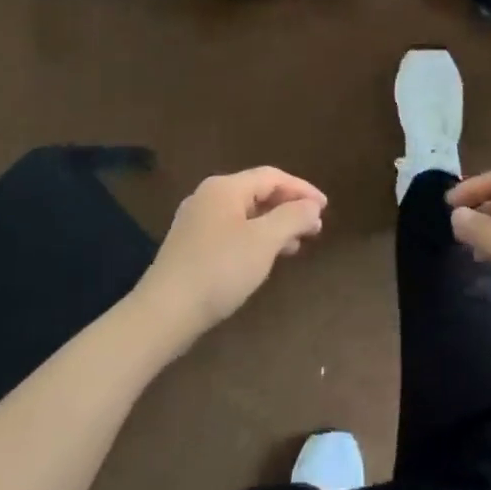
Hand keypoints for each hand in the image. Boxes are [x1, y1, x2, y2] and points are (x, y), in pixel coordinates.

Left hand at [134, 169, 325, 343]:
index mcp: (225, 187)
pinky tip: (265, 258)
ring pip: (245, 214)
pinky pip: (232, 231)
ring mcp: (196, 221)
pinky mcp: (190, 246)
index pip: (272, 177)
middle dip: (289, 208)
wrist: (164, 312)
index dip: (302, 190)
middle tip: (315, 228)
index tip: (325, 208)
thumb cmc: (220, 269)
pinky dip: (255, 238)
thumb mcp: (264, 241)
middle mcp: (208, 197)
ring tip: (297, 245)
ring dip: (274, 226)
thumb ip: (292, 218)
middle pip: (257, 193)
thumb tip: (312, 206)